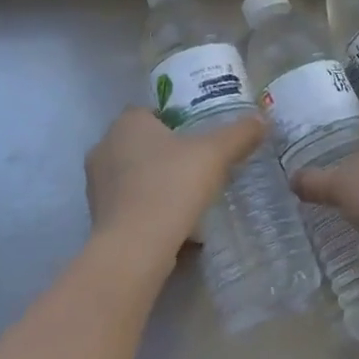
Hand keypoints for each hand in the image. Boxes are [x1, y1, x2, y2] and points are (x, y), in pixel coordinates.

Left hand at [84, 107, 265, 263]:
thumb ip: (239, 134)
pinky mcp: (98, 216)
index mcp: (127, 123)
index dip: (174, 121)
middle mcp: (104, 147)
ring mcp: (96, 184)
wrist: (135, 247)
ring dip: (156, 182)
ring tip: (188, 197)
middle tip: (198, 166)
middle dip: (166, 153)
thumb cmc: (172, 186)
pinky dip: (148, 208)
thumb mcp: (215, 154)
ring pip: (133, 175)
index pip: (150, 111)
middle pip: (141, 143)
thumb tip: (262, 120)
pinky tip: (173, 223)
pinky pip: (129, 204)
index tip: (198, 137)